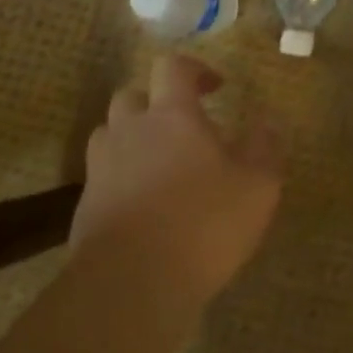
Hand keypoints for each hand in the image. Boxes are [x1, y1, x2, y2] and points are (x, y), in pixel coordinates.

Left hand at [74, 55, 282, 309]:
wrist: (130, 284)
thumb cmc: (203, 224)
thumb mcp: (257, 186)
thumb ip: (265, 148)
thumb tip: (268, 121)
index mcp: (172, 115)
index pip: (172, 68)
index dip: (194, 70)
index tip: (216, 87)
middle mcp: (131, 131)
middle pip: (132, 96)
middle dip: (156, 104)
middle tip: (183, 128)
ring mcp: (101, 168)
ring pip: (110, 135)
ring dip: (132, 139)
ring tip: (159, 165)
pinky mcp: (85, 206)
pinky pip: (102, 177)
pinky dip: (121, 181)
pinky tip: (143, 208)